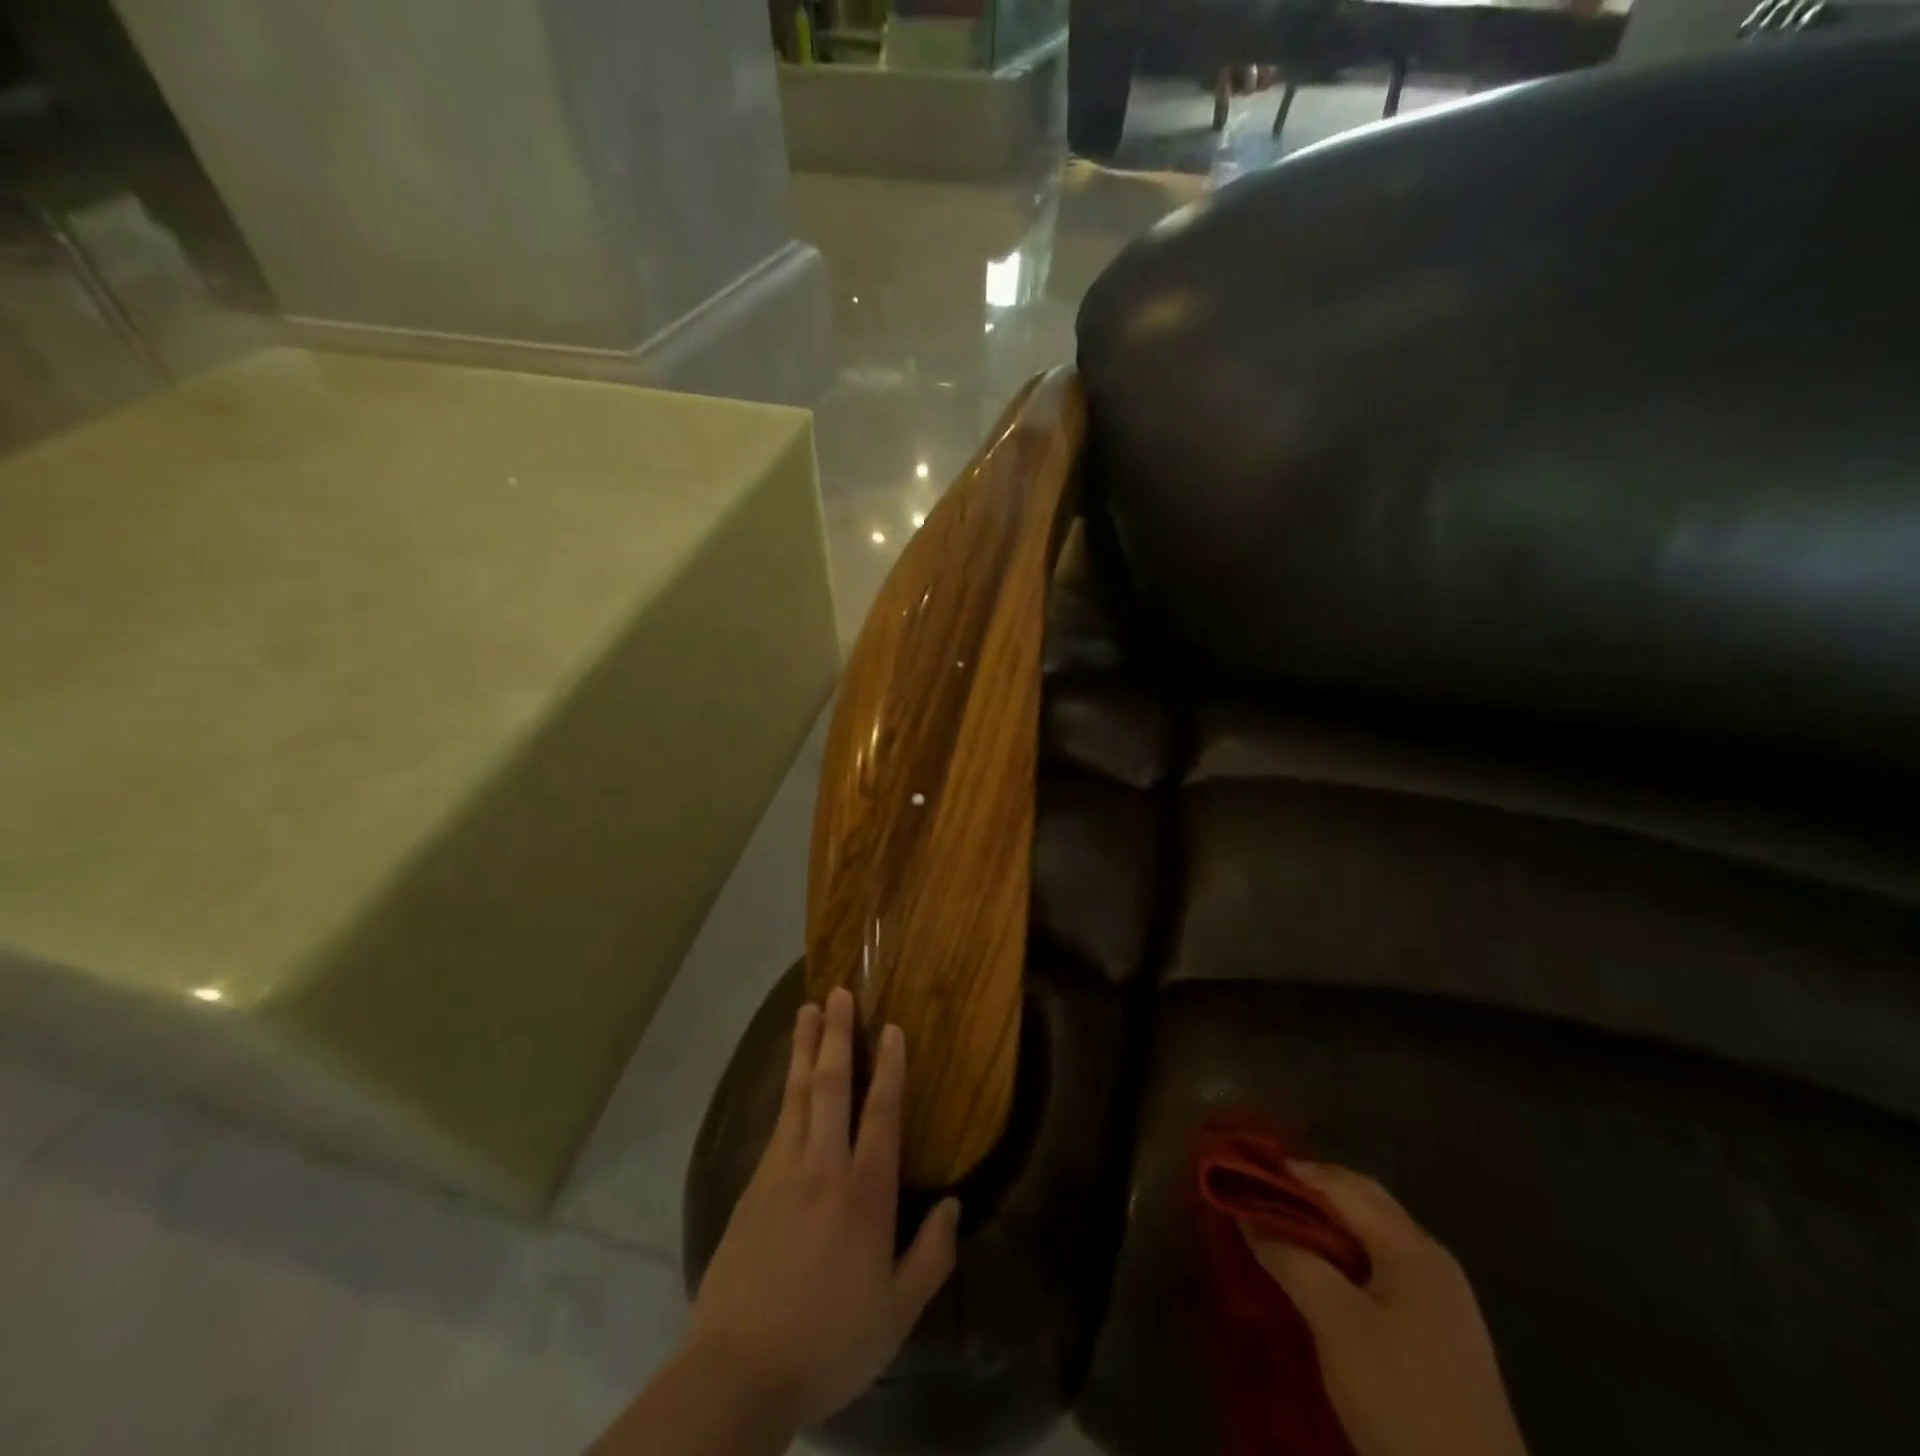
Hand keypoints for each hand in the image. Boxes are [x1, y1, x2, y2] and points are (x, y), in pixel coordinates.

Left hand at [685, 987, 960, 1430]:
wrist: (739, 1371)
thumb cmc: (830, 1341)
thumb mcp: (897, 1313)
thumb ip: (932, 1256)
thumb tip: (953, 1204)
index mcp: (864, 1194)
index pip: (881, 1113)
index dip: (890, 1067)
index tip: (892, 1027)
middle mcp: (823, 1168)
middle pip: (832, 1086)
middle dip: (838, 1035)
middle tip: (839, 993)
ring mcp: (781, 1172)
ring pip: (797, 1094)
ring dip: (805, 1048)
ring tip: (807, 1011)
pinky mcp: (752, 1186)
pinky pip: (777, 1121)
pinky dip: (786, 1088)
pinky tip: (790, 1077)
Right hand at [1244, 1163, 1528, 1455]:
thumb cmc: (1401, 1397)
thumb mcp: (1334, 1323)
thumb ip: (1290, 1259)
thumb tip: (1249, 1214)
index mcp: (1412, 1246)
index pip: (1341, 1184)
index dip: (1291, 1173)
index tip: (1244, 1172)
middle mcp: (1432, 1259)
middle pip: (1363, 1202)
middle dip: (1310, 1192)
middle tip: (1260, 1197)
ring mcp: (1443, 1298)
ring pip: (1374, 1236)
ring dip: (1327, 1225)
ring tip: (1282, 1233)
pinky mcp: (1442, 1334)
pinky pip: (1385, 1269)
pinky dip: (1347, 1256)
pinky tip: (1323, 1277)